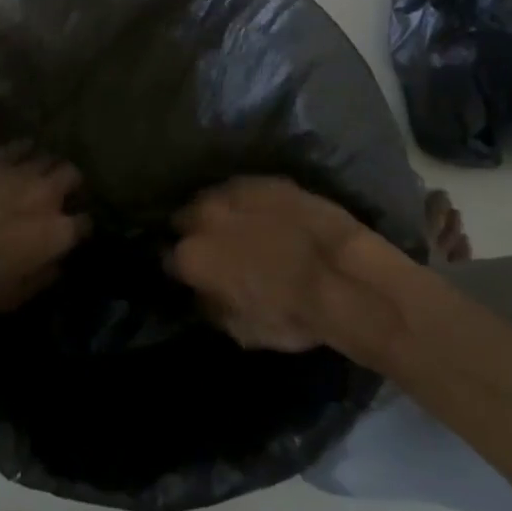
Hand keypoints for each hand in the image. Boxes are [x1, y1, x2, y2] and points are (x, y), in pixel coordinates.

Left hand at [0, 144, 87, 325]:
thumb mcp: (14, 296)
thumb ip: (41, 277)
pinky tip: (20, 153)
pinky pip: (18, 146)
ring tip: (39, 173)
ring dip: (47, 166)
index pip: (85, 223)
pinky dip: (23, 149)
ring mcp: (22, 173)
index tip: (74, 230)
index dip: (80, 226)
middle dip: (70, 184)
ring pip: (48, 157)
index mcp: (59, 233)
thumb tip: (55, 267)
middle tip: (60, 193)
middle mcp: (48, 196)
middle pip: (72, 176)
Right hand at [168, 177, 386, 352]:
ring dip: (218, 212)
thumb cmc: (291, 314)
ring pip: (213, 197)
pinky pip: (245, 189)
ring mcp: (235, 191)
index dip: (181, 268)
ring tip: (238, 226)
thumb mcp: (241, 330)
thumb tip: (204, 293)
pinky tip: (264, 213)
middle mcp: (204, 215)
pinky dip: (248, 201)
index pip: (168, 258)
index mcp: (192, 255)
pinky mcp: (266, 179)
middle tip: (215, 249)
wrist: (343, 274)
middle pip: (185, 218)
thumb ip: (212, 306)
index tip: (191, 274)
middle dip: (194, 232)